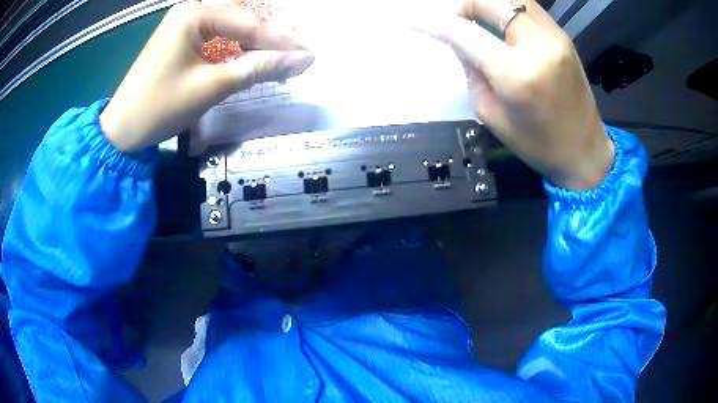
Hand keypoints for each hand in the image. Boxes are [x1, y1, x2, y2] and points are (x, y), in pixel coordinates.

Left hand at [100, 2, 313, 152]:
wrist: (121, 131)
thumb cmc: (160, 107)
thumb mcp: (211, 87)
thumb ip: (257, 69)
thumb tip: (302, 60)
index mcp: (194, 15)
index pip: (249, 24)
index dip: (282, 42)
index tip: (310, 56)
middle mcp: (190, 11)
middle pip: (241, 21)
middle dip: (270, 40)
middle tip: (298, 57)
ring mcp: (183, 23)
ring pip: (230, 28)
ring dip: (255, 43)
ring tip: (281, 58)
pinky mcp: (179, 37)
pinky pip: (216, 36)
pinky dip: (235, 48)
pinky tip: (250, 57)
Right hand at [413, 0, 613, 189]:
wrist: (584, 151)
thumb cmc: (538, 144)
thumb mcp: (492, 114)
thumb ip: (472, 70)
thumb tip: (460, 41)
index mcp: (515, 74)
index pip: (464, 32)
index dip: (433, 22)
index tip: (411, 19)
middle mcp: (537, 46)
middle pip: (490, 0)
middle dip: (462, 4)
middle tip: (453, 19)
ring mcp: (555, 37)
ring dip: (486, 2)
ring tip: (475, 17)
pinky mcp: (563, 37)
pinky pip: (528, 8)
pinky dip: (507, 8)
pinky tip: (500, 21)